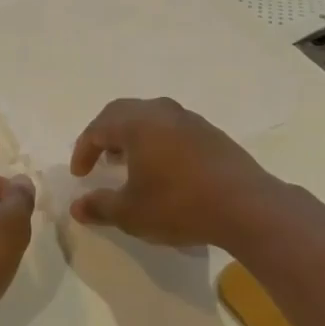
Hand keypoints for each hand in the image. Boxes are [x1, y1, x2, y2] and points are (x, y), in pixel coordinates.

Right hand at [68, 98, 286, 249]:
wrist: (247, 207)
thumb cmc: (180, 205)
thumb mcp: (132, 214)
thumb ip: (100, 206)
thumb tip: (77, 206)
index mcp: (136, 123)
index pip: (97, 129)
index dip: (83, 151)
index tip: (80, 175)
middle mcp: (160, 111)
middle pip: (121, 113)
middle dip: (105, 135)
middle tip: (99, 159)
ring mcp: (189, 119)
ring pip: (149, 118)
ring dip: (132, 136)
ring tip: (129, 162)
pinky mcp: (211, 133)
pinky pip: (172, 128)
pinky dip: (157, 141)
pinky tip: (163, 167)